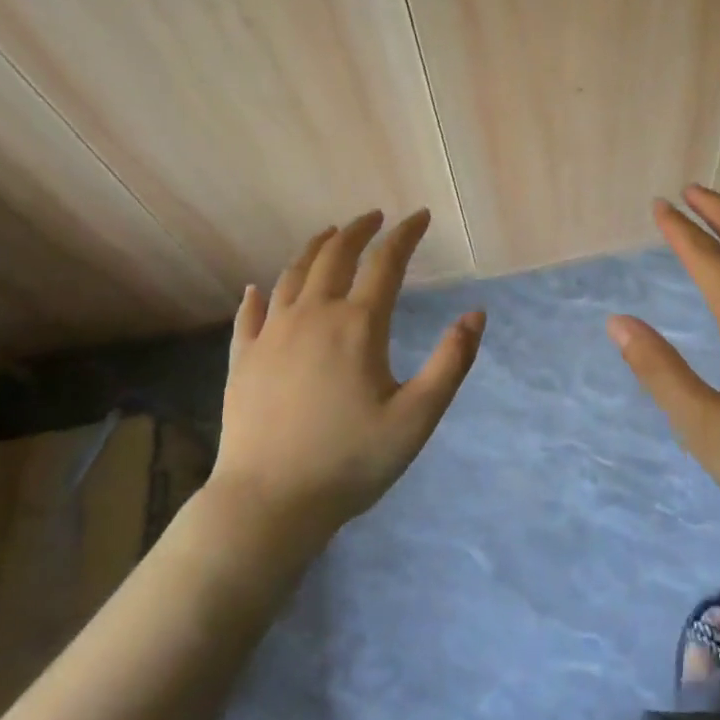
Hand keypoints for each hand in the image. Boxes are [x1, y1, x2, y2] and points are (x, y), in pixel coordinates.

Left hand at [211, 209, 484, 543]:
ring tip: (329, 235)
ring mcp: (272, 335)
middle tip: (374, 217)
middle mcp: (312, 315)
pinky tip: (259, 287)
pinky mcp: (244, 359)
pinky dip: (259, 294)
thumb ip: (450, 363)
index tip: (420, 216)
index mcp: (357, 325)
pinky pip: (250, 314)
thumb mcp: (416, 418)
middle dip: (358, 230)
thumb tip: (475, 314)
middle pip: (335, 255)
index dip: (405, 234)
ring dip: (315, 248)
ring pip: (293, 275)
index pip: (386, 262)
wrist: (268, 503)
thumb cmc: (350, 462)